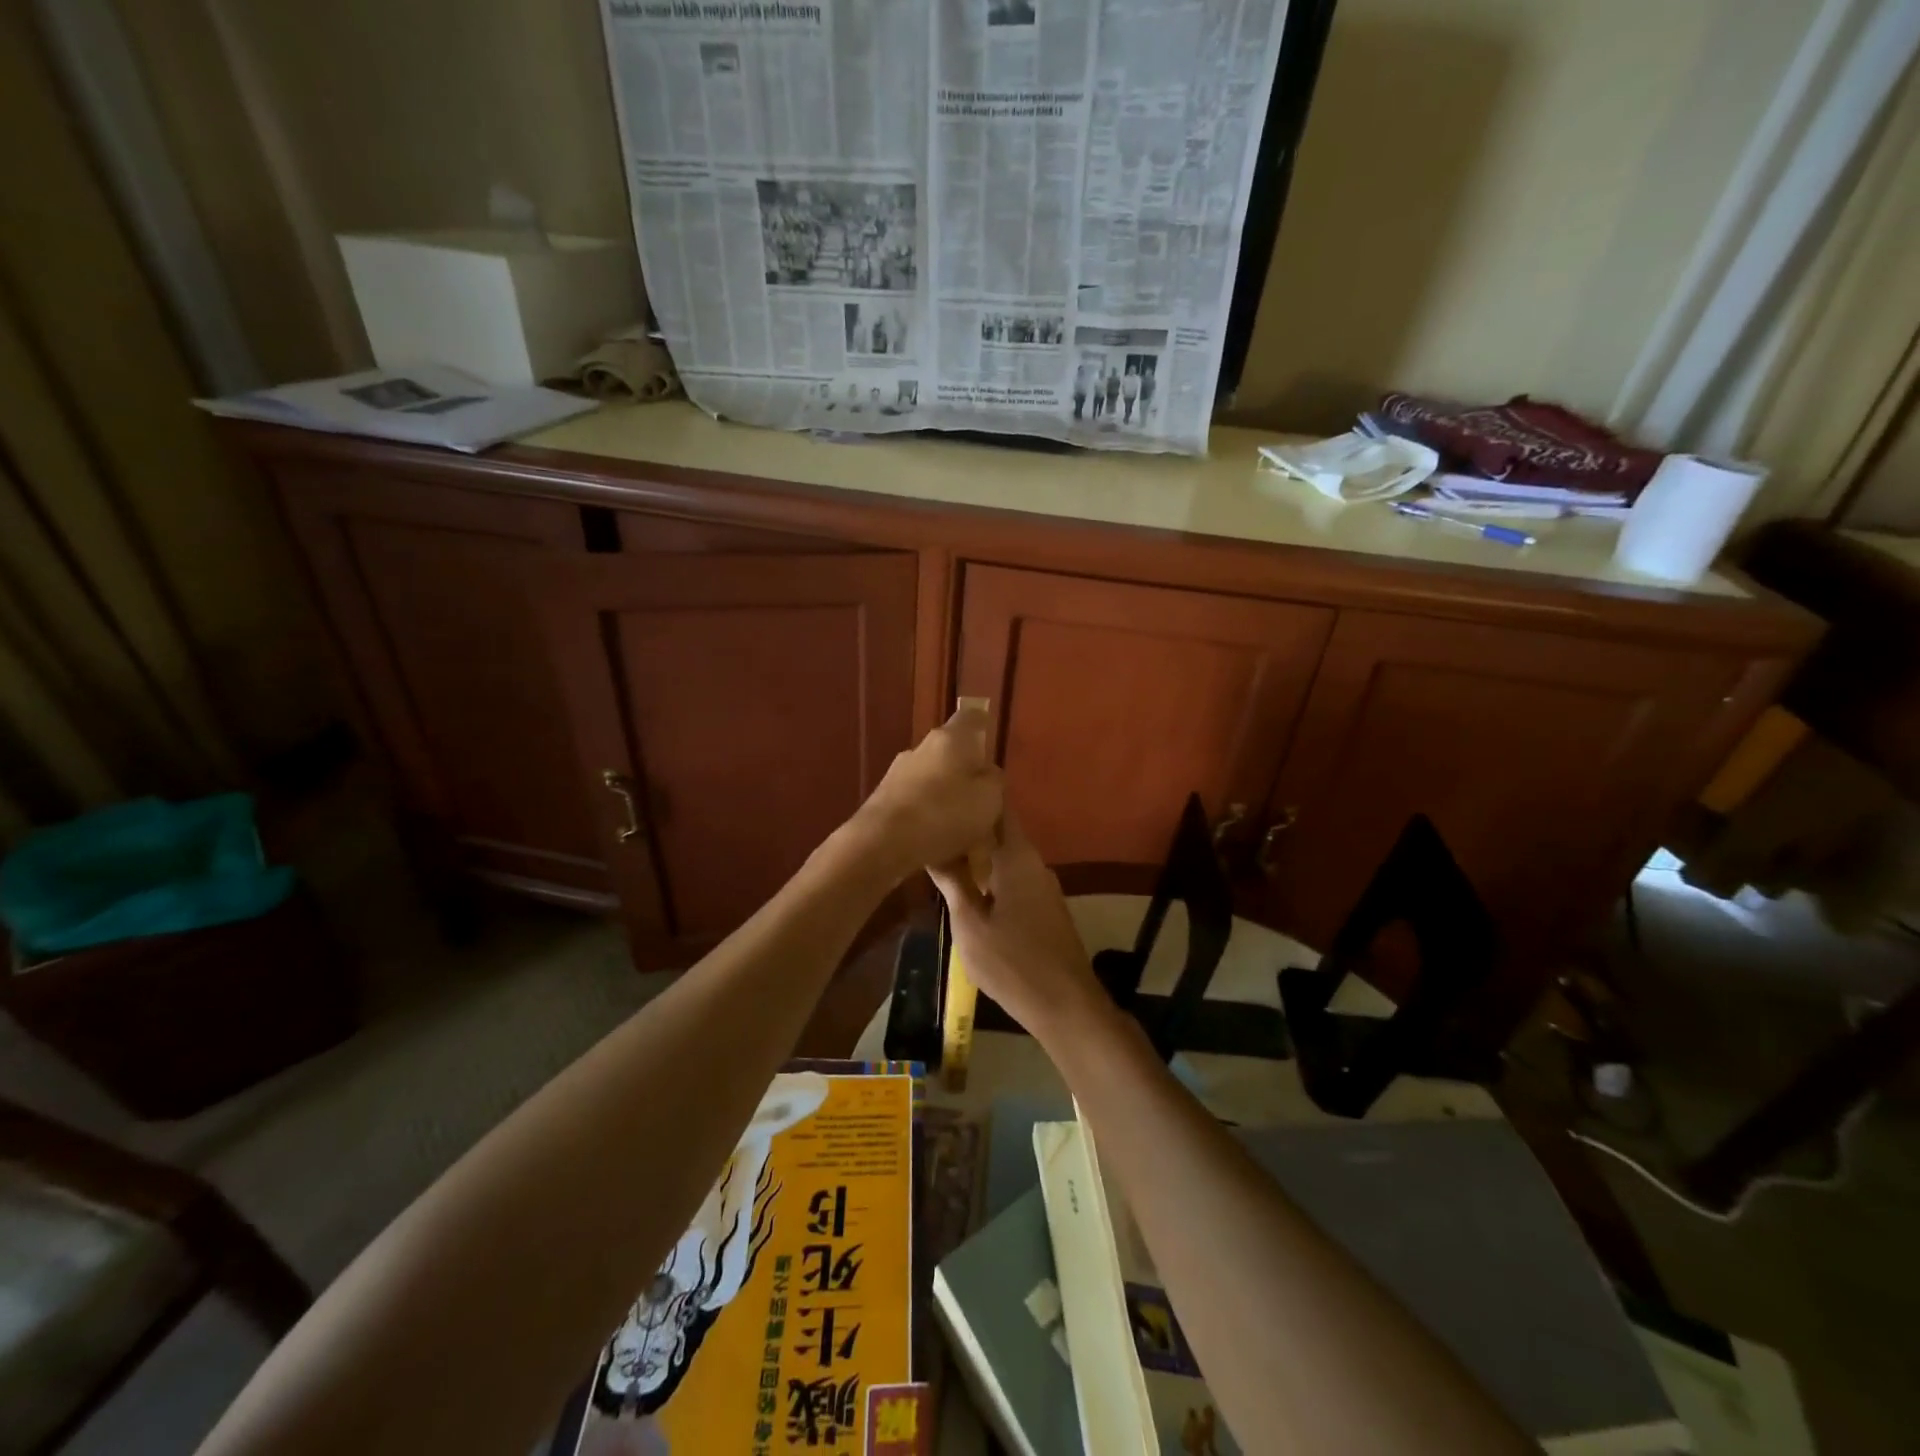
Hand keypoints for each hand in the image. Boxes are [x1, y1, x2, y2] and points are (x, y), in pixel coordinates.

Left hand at [850, 706, 1003, 879]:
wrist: (882, 842)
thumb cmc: (945, 812)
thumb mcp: (990, 799)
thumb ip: (994, 782)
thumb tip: (986, 776)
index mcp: (950, 739)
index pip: (972, 718)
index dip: (984, 726)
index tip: (990, 744)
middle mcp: (921, 750)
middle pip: (953, 759)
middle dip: (969, 784)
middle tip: (986, 813)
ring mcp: (898, 776)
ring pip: (935, 789)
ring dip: (951, 811)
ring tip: (966, 848)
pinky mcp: (883, 803)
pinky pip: (918, 812)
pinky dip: (932, 829)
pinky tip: (942, 858)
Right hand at [928, 813, 1107, 1038]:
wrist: (1065, 1005)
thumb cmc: (1012, 962)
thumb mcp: (970, 925)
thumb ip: (953, 883)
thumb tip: (933, 848)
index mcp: (1017, 858)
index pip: (999, 809)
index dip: (976, 796)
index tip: (948, 791)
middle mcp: (1035, 863)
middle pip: (1001, 832)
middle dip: (970, 827)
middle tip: (934, 825)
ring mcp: (1044, 886)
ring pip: (1007, 857)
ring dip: (979, 854)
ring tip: (943, 853)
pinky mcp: (1046, 907)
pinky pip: (1015, 877)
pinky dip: (992, 874)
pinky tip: (970, 887)